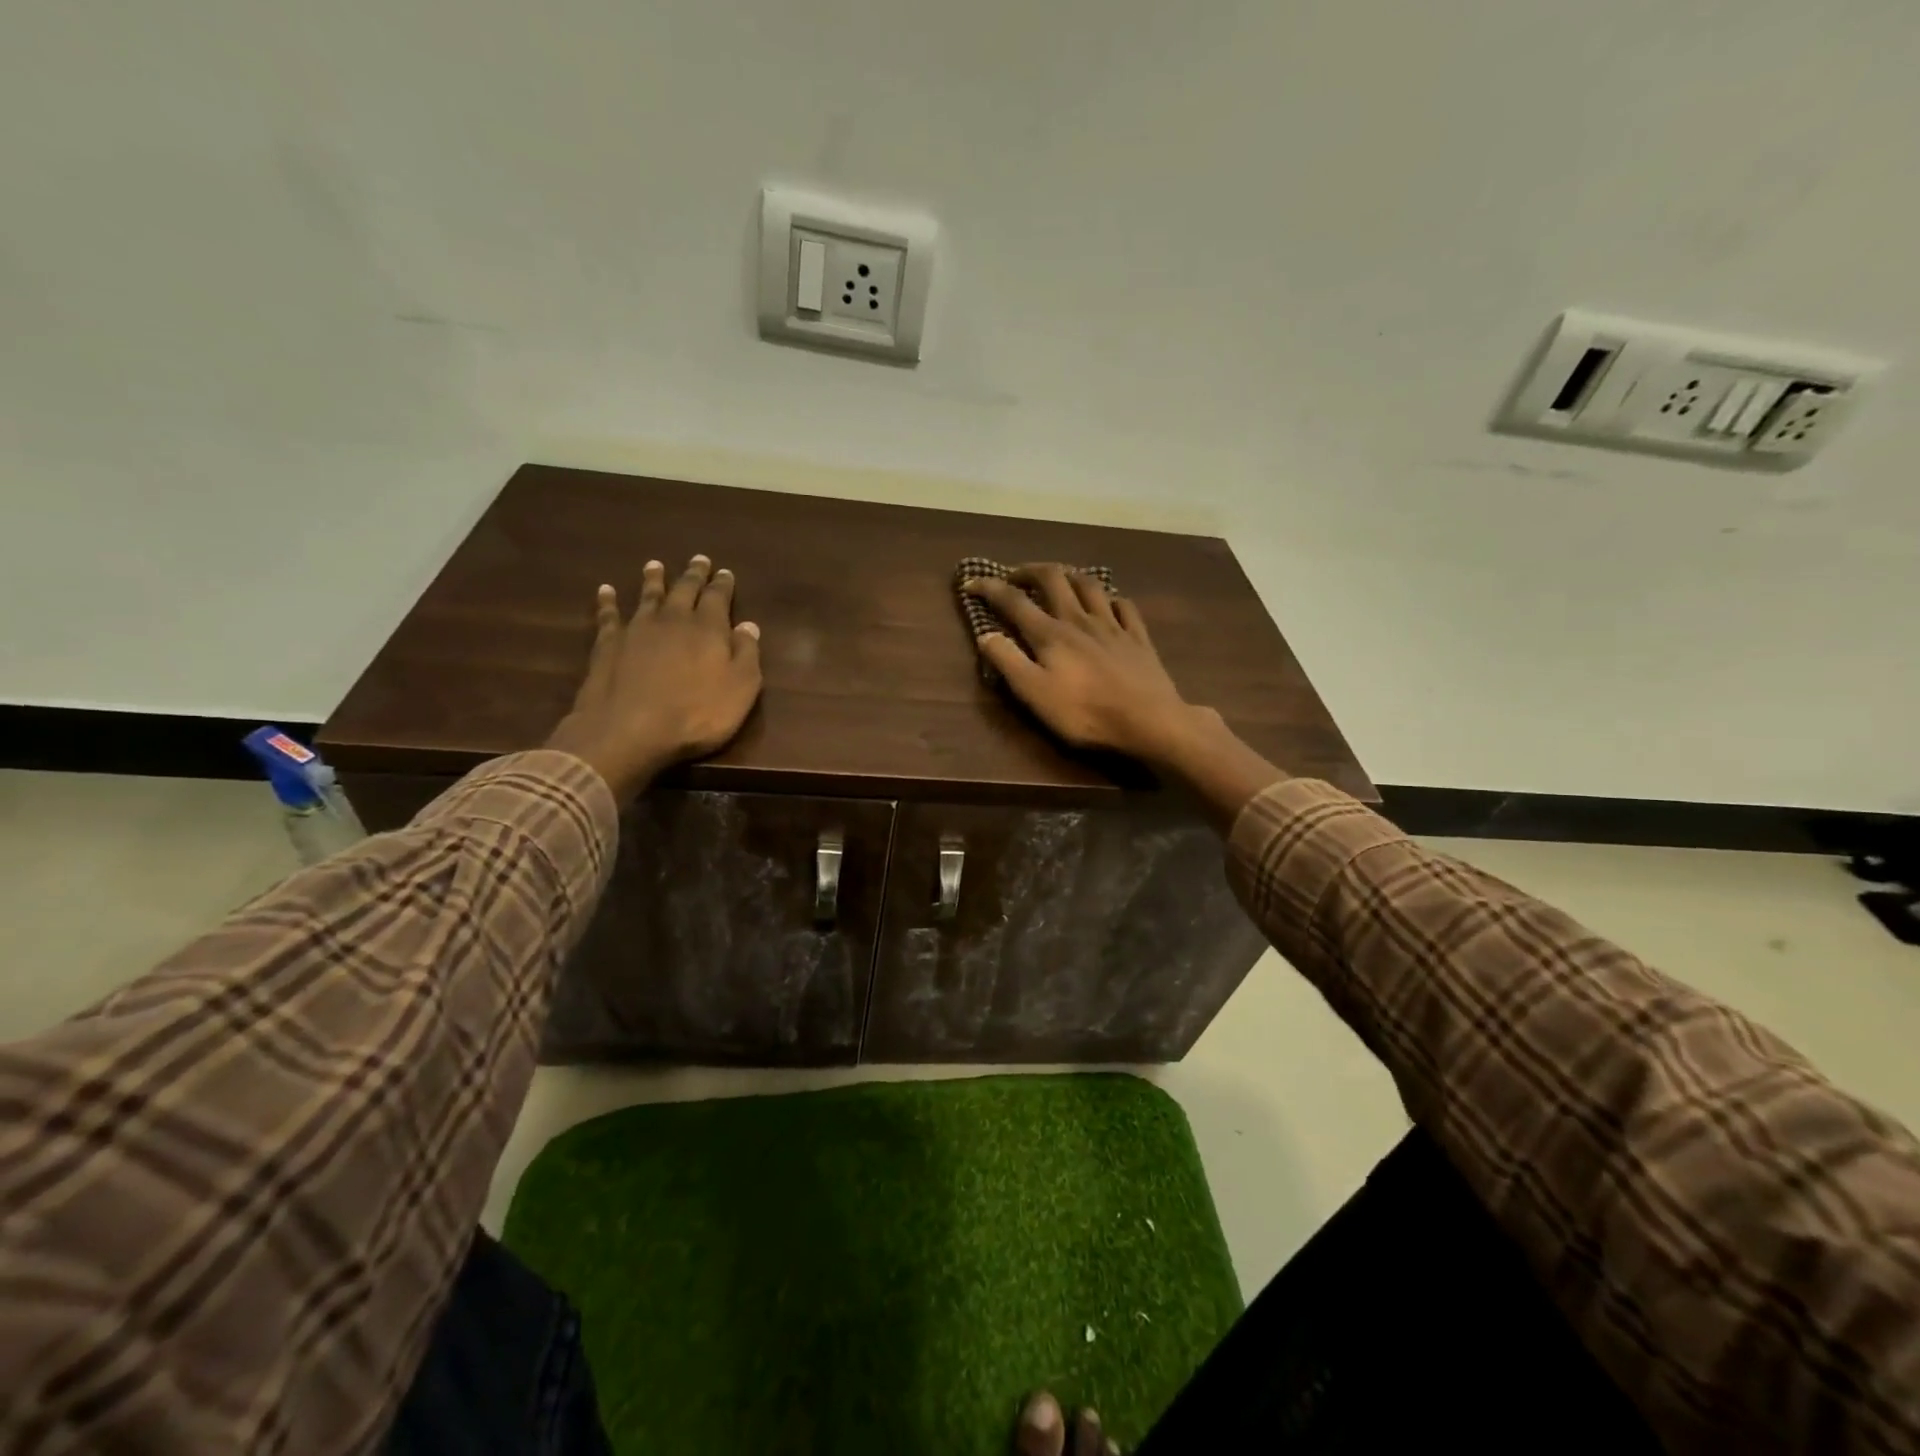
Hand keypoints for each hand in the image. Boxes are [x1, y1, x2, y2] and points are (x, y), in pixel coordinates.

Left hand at [546, 555, 762, 799]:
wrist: (630, 730)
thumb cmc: (697, 714)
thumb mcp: (741, 689)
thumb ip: (747, 654)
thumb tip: (748, 625)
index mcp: (708, 628)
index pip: (718, 597)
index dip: (723, 584)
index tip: (725, 572)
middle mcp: (673, 619)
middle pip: (684, 590)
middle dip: (693, 575)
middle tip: (698, 560)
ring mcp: (637, 629)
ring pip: (648, 596)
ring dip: (653, 579)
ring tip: (655, 565)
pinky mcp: (608, 644)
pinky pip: (609, 615)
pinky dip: (608, 601)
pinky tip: (606, 591)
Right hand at [963, 564, 1212, 763]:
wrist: (1149, 721)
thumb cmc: (1085, 713)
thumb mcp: (1035, 694)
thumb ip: (1008, 662)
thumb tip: (986, 634)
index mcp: (1051, 634)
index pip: (1014, 601)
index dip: (990, 588)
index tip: (971, 583)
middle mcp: (1080, 620)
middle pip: (1053, 579)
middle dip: (1030, 571)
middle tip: (1015, 576)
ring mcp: (1113, 626)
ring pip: (1089, 585)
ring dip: (1069, 575)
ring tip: (1059, 578)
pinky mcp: (1138, 638)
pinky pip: (1124, 605)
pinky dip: (1110, 598)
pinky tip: (1108, 603)